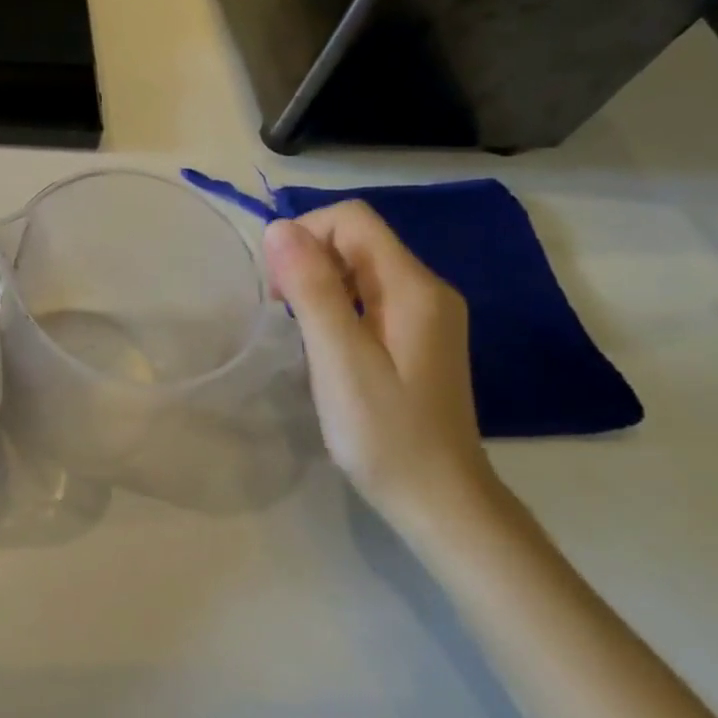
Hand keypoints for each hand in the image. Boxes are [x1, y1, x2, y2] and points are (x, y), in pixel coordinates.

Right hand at [264, 203, 497, 530]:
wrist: (439, 498)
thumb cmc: (384, 433)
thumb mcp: (340, 359)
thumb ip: (312, 289)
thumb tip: (279, 227)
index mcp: (413, 287)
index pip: (352, 220)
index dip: (305, 235)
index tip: (279, 286)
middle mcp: (427, 288)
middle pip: (357, 238)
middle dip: (308, 258)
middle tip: (282, 310)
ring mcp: (426, 313)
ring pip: (360, 266)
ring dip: (318, 281)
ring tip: (299, 328)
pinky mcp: (417, 335)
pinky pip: (369, 294)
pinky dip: (336, 302)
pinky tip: (325, 341)